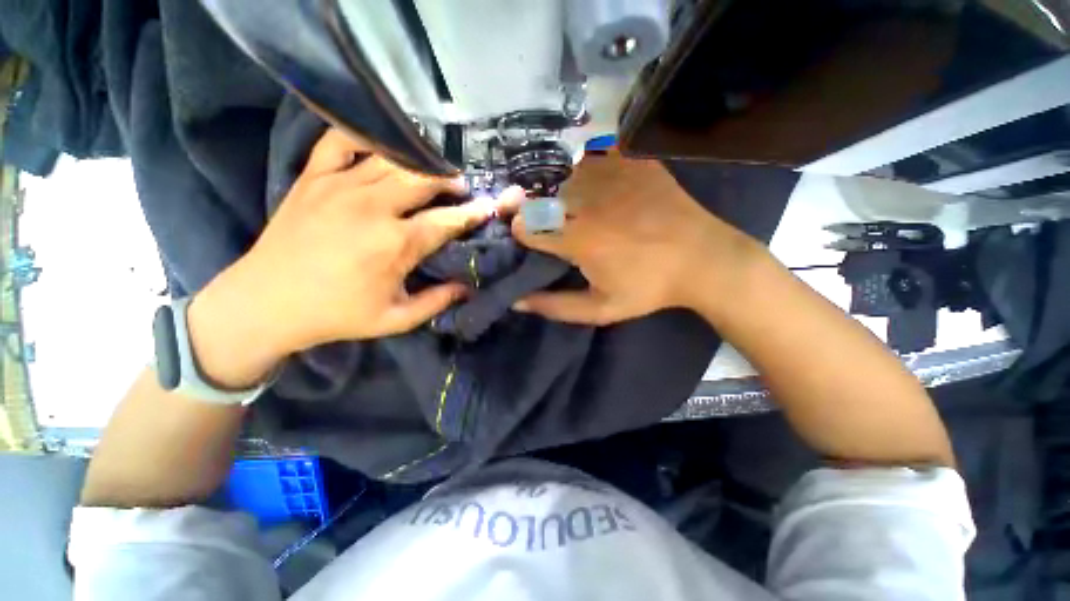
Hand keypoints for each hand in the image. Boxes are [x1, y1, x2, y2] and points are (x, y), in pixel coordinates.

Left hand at [188, 129, 521, 388]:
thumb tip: (468, 287)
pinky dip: (364, 136)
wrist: (265, 303)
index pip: (448, 221)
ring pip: (392, 159)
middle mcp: (373, 207)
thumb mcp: (396, 319)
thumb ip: (438, 301)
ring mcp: (340, 186)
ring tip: (431, 171)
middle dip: (450, 181)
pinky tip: (380, 145)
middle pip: (424, 179)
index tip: (490, 207)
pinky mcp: (313, 178)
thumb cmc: (337, 315)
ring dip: (420, 162)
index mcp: (396, 244)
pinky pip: (339, 140)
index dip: (473, 213)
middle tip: (460, 188)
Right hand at [512, 153, 762, 324]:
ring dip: (563, 192)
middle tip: (553, 223)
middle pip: (542, 197)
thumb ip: (555, 307)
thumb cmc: (649, 289)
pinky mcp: (634, 161)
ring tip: (577, 206)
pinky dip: (589, 168)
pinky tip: (599, 185)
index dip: (520, 232)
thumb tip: (517, 301)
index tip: (528, 238)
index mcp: (579, 240)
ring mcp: (613, 176)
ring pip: (566, 175)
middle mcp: (589, 203)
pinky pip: (595, 155)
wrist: (703, 260)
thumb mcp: (600, 309)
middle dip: (537, 210)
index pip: (527, 226)